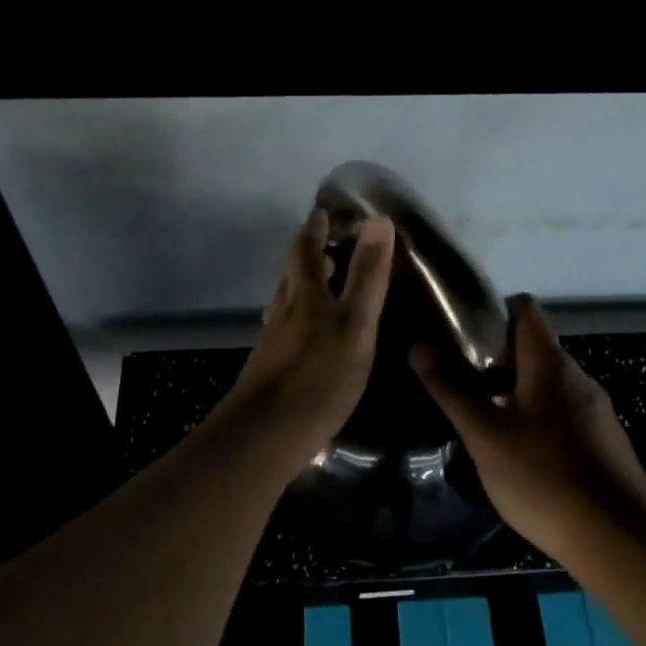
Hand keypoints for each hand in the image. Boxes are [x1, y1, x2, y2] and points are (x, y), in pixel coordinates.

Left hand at [218, 209, 395, 468]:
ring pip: (286, 304)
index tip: (322, 211)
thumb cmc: (319, 376)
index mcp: (304, 296)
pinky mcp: (269, 370)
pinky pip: (285, 332)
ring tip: (320, 287)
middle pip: (291, 275)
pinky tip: (307, 339)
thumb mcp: (355, 324)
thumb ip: (367, 276)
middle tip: (324, 244)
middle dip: (306, 255)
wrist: (266, 434)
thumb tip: (378, 220)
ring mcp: (272, 343)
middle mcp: (283, 312)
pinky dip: (298, 322)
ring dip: (301, 288)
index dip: (315, 229)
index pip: (306, 251)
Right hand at [414, 298, 645, 557]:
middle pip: (532, 347)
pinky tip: (513, 452)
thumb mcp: (485, 435)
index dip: (490, 312)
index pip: (524, 309)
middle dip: (492, 359)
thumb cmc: (544, 477)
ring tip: (477, 419)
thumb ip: (452, 389)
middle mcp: (577, 377)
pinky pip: (559, 413)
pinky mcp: (600, 442)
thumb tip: (420, 346)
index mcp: (551, 363)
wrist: (618, 540)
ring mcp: (593, 410)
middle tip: (457, 383)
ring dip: (511, 391)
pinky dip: (532, 418)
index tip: (457, 335)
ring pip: (544, 384)